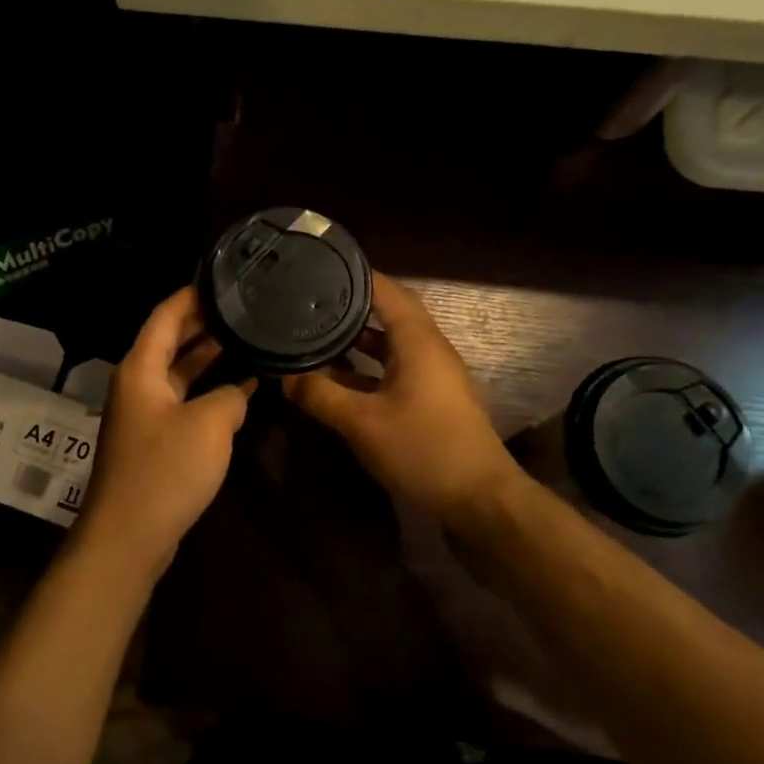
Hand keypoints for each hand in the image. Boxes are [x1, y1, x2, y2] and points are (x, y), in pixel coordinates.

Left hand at [78, 285, 254, 573]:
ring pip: (180, 372)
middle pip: (172, 340)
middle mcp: (138, 383)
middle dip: (206, 322)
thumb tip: (238, 391)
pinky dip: (209, 390)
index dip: (193, 294)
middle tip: (244, 305)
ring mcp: (146, 413)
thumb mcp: (209, 424)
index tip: (225, 277)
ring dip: (210, 357)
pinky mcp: (155, 440)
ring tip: (249, 337)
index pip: (166, 314)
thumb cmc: (165, 471)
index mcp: (141, 368)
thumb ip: (229, 396)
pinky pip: (184, 400)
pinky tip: (242, 389)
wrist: (129, 536)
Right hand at [284, 273, 522, 528]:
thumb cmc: (423, 448)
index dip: (351, 274)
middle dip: (347, 306)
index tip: (316, 266)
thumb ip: (320, 395)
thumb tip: (284, 376)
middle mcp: (427, 347)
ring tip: (314, 333)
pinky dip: (365, 366)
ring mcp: (431, 373)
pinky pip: (392, 367)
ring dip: (355, 339)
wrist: (479, 497)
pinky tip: (336, 377)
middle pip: (386, 312)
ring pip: (388, 342)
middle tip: (308, 299)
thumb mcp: (362, 422)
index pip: (383, 289)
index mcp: (417, 339)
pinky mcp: (430, 396)